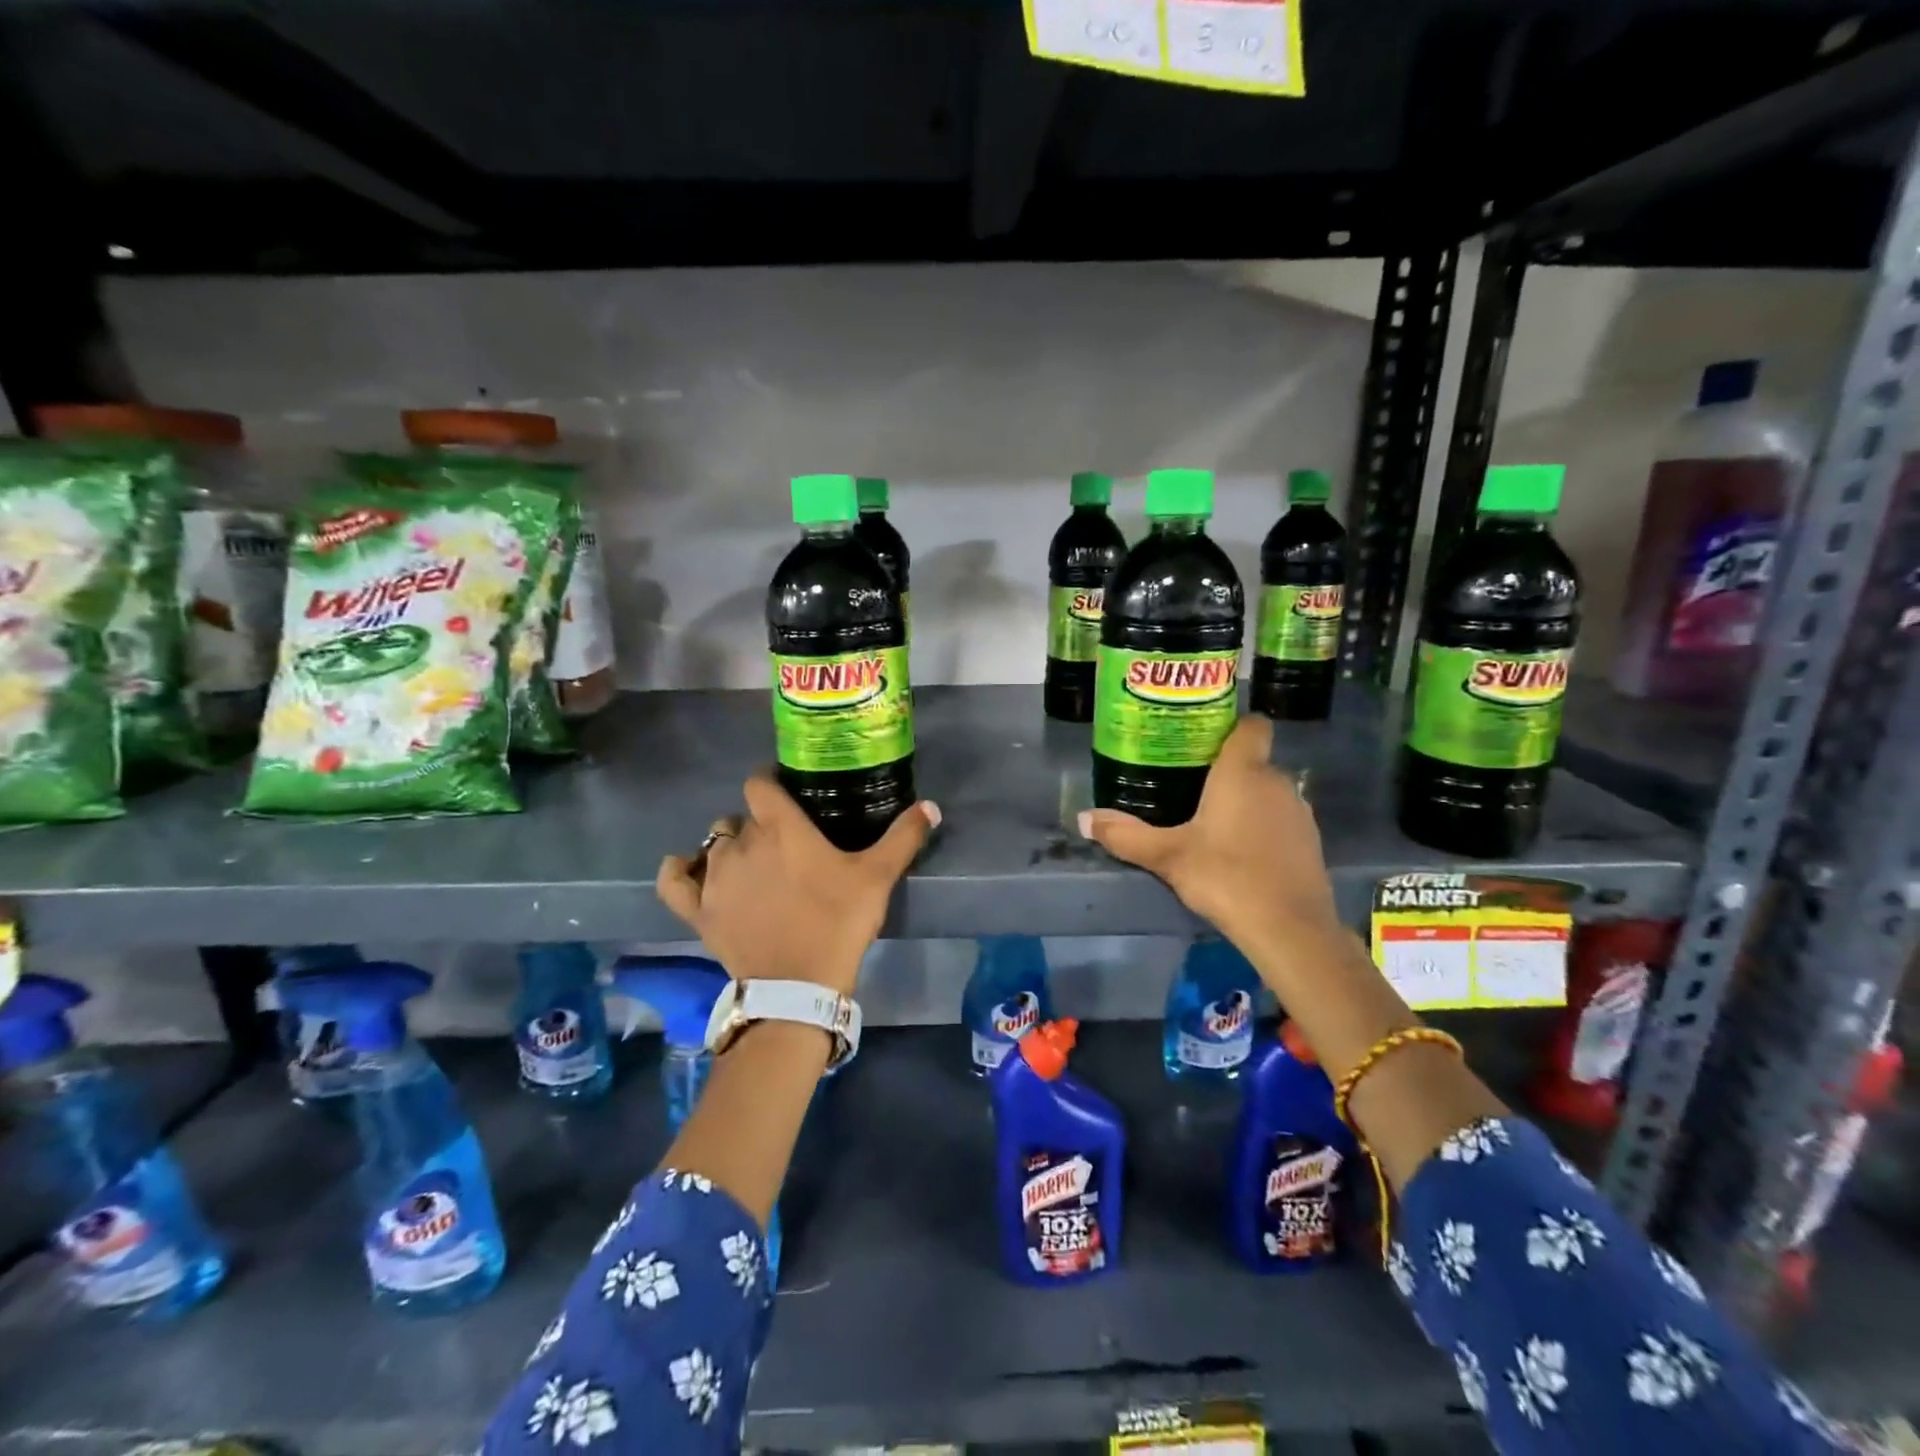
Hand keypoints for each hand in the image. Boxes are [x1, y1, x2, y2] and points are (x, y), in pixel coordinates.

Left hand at [657, 772, 940, 995]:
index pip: (759, 783)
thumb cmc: (839, 922)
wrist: (799, 986)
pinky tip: (690, 870)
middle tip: (783, 846)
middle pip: (740, 817)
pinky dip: (679, 871)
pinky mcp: (697, 910)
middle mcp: (740, 843)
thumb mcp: (878, 877)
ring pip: (713, 844)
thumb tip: (932, 806)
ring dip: (729, 848)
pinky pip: (673, 880)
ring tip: (752, 867)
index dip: (770, 783)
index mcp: (780, 827)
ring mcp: (714, 877)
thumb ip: (904, 837)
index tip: (787, 796)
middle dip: (758, 824)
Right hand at [1078, 715, 1339, 954]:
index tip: (1203, 739)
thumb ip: (1125, 835)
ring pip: (1267, 791)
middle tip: (1187, 784)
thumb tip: (1083, 819)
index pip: (1251, 726)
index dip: (1231, 726)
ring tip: (1210, 819)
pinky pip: (1280, 819)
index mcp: (1243, 772)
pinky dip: (1262, 826)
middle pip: (1252, 761)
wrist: (1289, 929)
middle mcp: (1276, 782)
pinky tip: (1239, 851)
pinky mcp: (1310, 841)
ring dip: (1245, 800)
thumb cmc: (1225, 876)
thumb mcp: (1167, 856)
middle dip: (1225, 769)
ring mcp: (1299, 811)